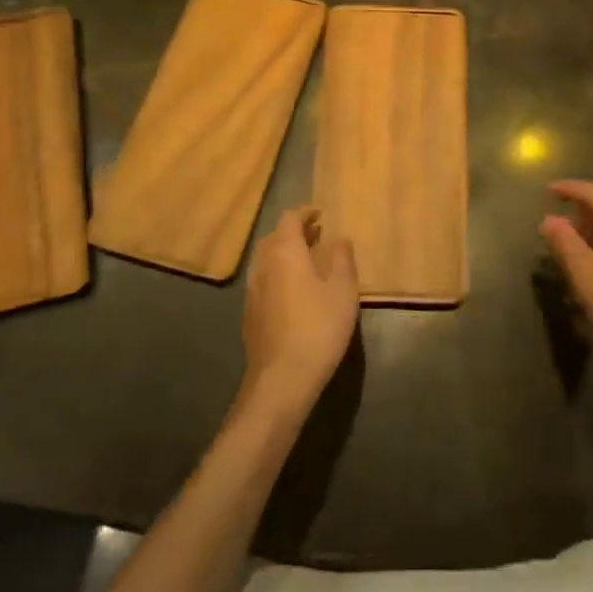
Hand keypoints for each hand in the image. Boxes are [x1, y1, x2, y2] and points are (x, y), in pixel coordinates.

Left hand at [241, 208, 359, 416]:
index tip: (319, 214)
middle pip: (273, 237)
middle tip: (315, 236)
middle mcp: (263, 265)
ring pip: (265, 260)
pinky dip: (276, 275)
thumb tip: (340, 238)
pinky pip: (262, 281)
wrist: (282, 378)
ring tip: (305, 262)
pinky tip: (291, 292)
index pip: (289, 219)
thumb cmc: (318, 327)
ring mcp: (251, 291)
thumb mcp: (343, 291)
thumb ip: (342, 259)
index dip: (304, 213)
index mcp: (285, 252)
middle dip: (293, 232)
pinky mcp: (249, 315)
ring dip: (283, 254)